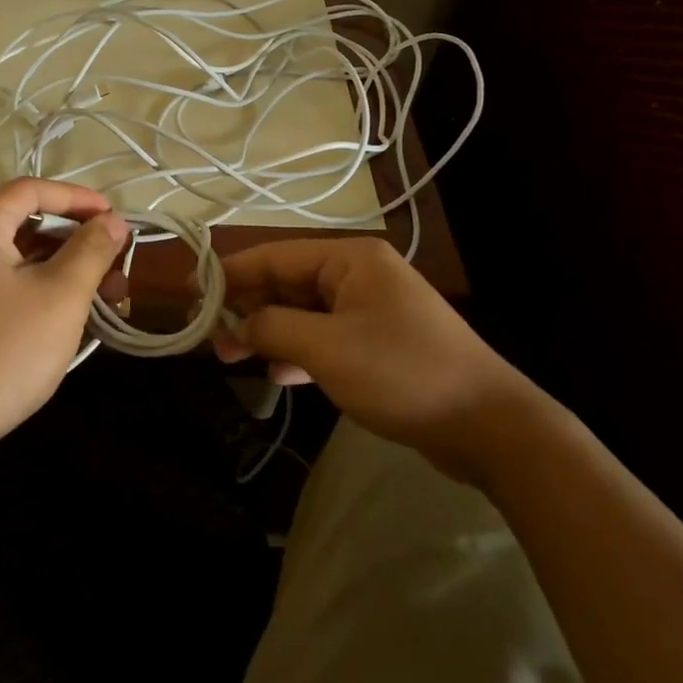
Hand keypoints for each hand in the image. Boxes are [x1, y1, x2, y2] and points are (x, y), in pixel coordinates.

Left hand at [0, 178, 128, 455]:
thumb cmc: (2, 352)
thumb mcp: (60, 297)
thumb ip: (91, 250)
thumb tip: (113, 221)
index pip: (33, 189)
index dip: (80, 200)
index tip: (117, 220)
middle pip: (26, 222)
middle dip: (78, 243)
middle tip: (118, 269)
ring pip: (17, 257)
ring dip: (63, 270)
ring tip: (106, 300)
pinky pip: (1, 282)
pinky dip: (38, 289)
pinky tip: (70, 316)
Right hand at [212, 237, 552, 486]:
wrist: (489, 427)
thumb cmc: (403, 373)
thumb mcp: (327, 349)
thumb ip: (273, 329)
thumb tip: (234, 327)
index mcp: (351, 259)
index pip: (275, 256)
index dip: (231, 273)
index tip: (193, 292)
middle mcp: (360, 275)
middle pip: (288, 283)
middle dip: (249, 308)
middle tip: (211, 337)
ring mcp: (371, 310)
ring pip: (304, 312)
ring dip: (270, 332)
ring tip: (233, 357)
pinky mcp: (379, 343)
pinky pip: (325, 337)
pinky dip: (299, 352)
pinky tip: (278, 375)